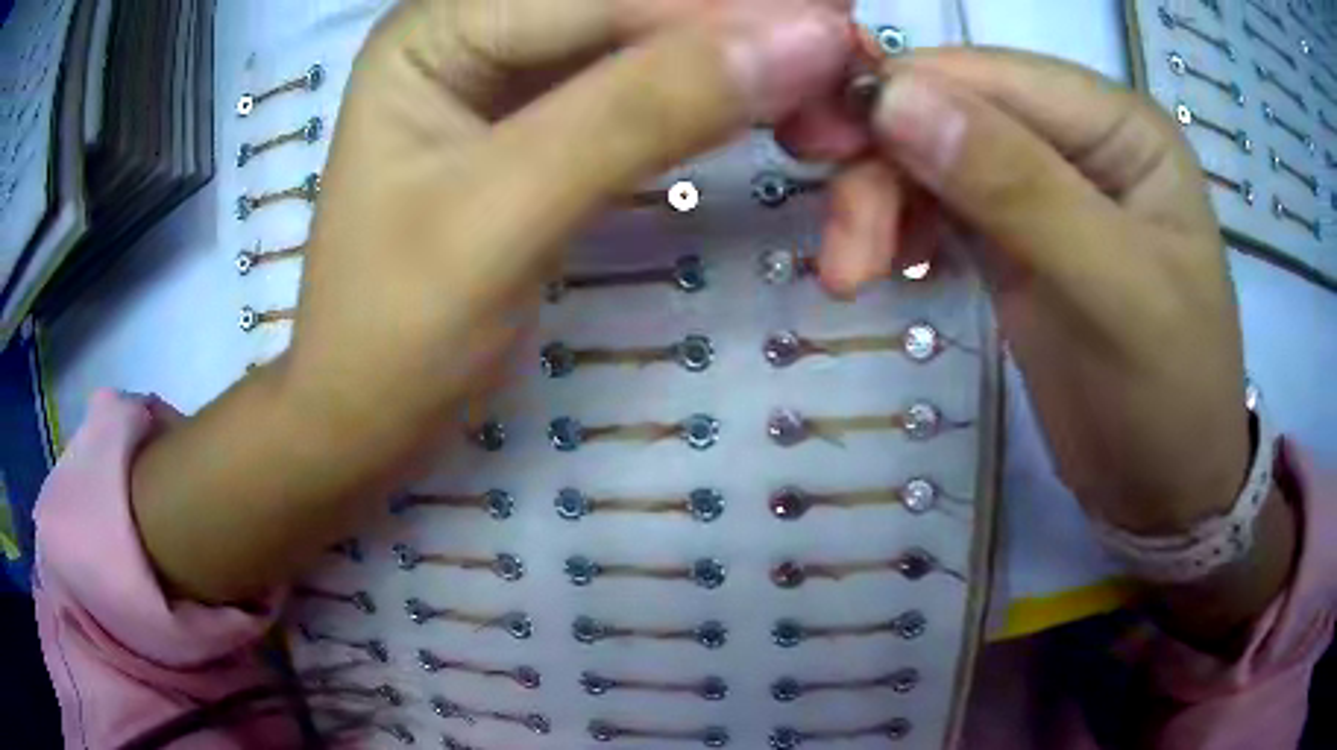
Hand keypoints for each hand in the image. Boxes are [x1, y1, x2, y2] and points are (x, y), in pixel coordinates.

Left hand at [132, 0, 852, 602]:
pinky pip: (642, 86)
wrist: (363, 416)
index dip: (725, 10)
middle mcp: (474, 27)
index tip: (839, 41)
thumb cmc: (395, 334)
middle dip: (739, 27)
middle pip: (629, 3)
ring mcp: (509, 73)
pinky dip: (712, 96)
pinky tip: (767, 106)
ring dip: (738, 59)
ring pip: (646, 39)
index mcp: (435, 27)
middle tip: (844, 65)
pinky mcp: (541, 121)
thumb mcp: (502, 216)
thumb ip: (642, 114)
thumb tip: (803, 41)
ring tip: (824, 94)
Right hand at [794, 48, 1290, 646]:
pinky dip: (897, 225)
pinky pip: (936, 202)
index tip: (824, 158)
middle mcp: (1076, 135)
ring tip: (851, 276)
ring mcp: (1042, 183)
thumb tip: (894, 96)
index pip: (988, 75)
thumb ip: (1019, 188)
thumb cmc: (1169, 398)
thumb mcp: (1115, 293)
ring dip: (879, 203)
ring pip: (930, 154)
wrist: (1164, 488)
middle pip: (949, 110)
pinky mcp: (1014, 234)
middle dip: (883, 167)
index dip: (900, 97)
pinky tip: (884, 266)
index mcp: (1117, 124)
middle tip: (843, 257)